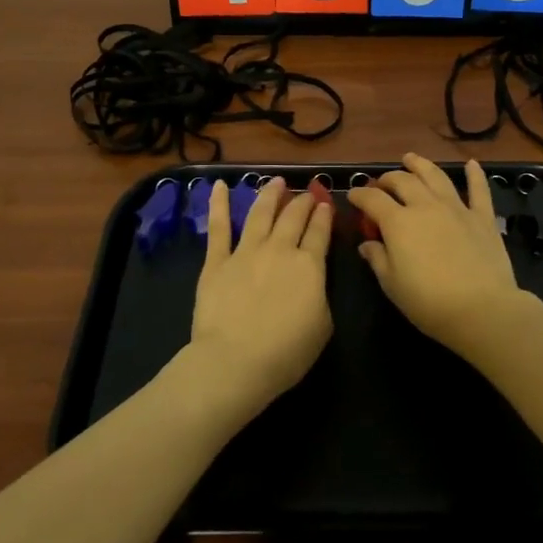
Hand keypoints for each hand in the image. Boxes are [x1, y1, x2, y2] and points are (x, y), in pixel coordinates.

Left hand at [182, 178, 333, 418]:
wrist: (235, 361)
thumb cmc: (286, 353)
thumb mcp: (322, 326)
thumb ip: (319, 295)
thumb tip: (311, 282)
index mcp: (309, 266)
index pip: (320, 232)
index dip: (324, 216)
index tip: (326, 203)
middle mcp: (279, 250)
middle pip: (293, 217)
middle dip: (302, 202)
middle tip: (307, 192)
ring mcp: (245, 252)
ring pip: (260, 213)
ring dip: (270, 194)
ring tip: (276, 181)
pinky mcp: (216, 262)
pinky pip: (219, 227)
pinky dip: (218, 204)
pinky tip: (219, 185)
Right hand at [348, 154, 527, 358]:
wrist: (481, 309)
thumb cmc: (429, 302)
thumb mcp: (392, 285)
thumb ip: (377, 259)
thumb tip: (367, 244)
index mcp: (398, 222)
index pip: (372, 199)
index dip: (359, 194)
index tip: (352, 195)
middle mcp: (425, 206)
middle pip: (403, 181)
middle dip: (388, 179)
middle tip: (381, 184)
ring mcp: (456, 208)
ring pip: (435, 176)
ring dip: (421, 164)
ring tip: (411, 158)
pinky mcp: (482, 217)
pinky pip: (478, 190)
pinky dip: (475, 175)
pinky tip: (472, 164)